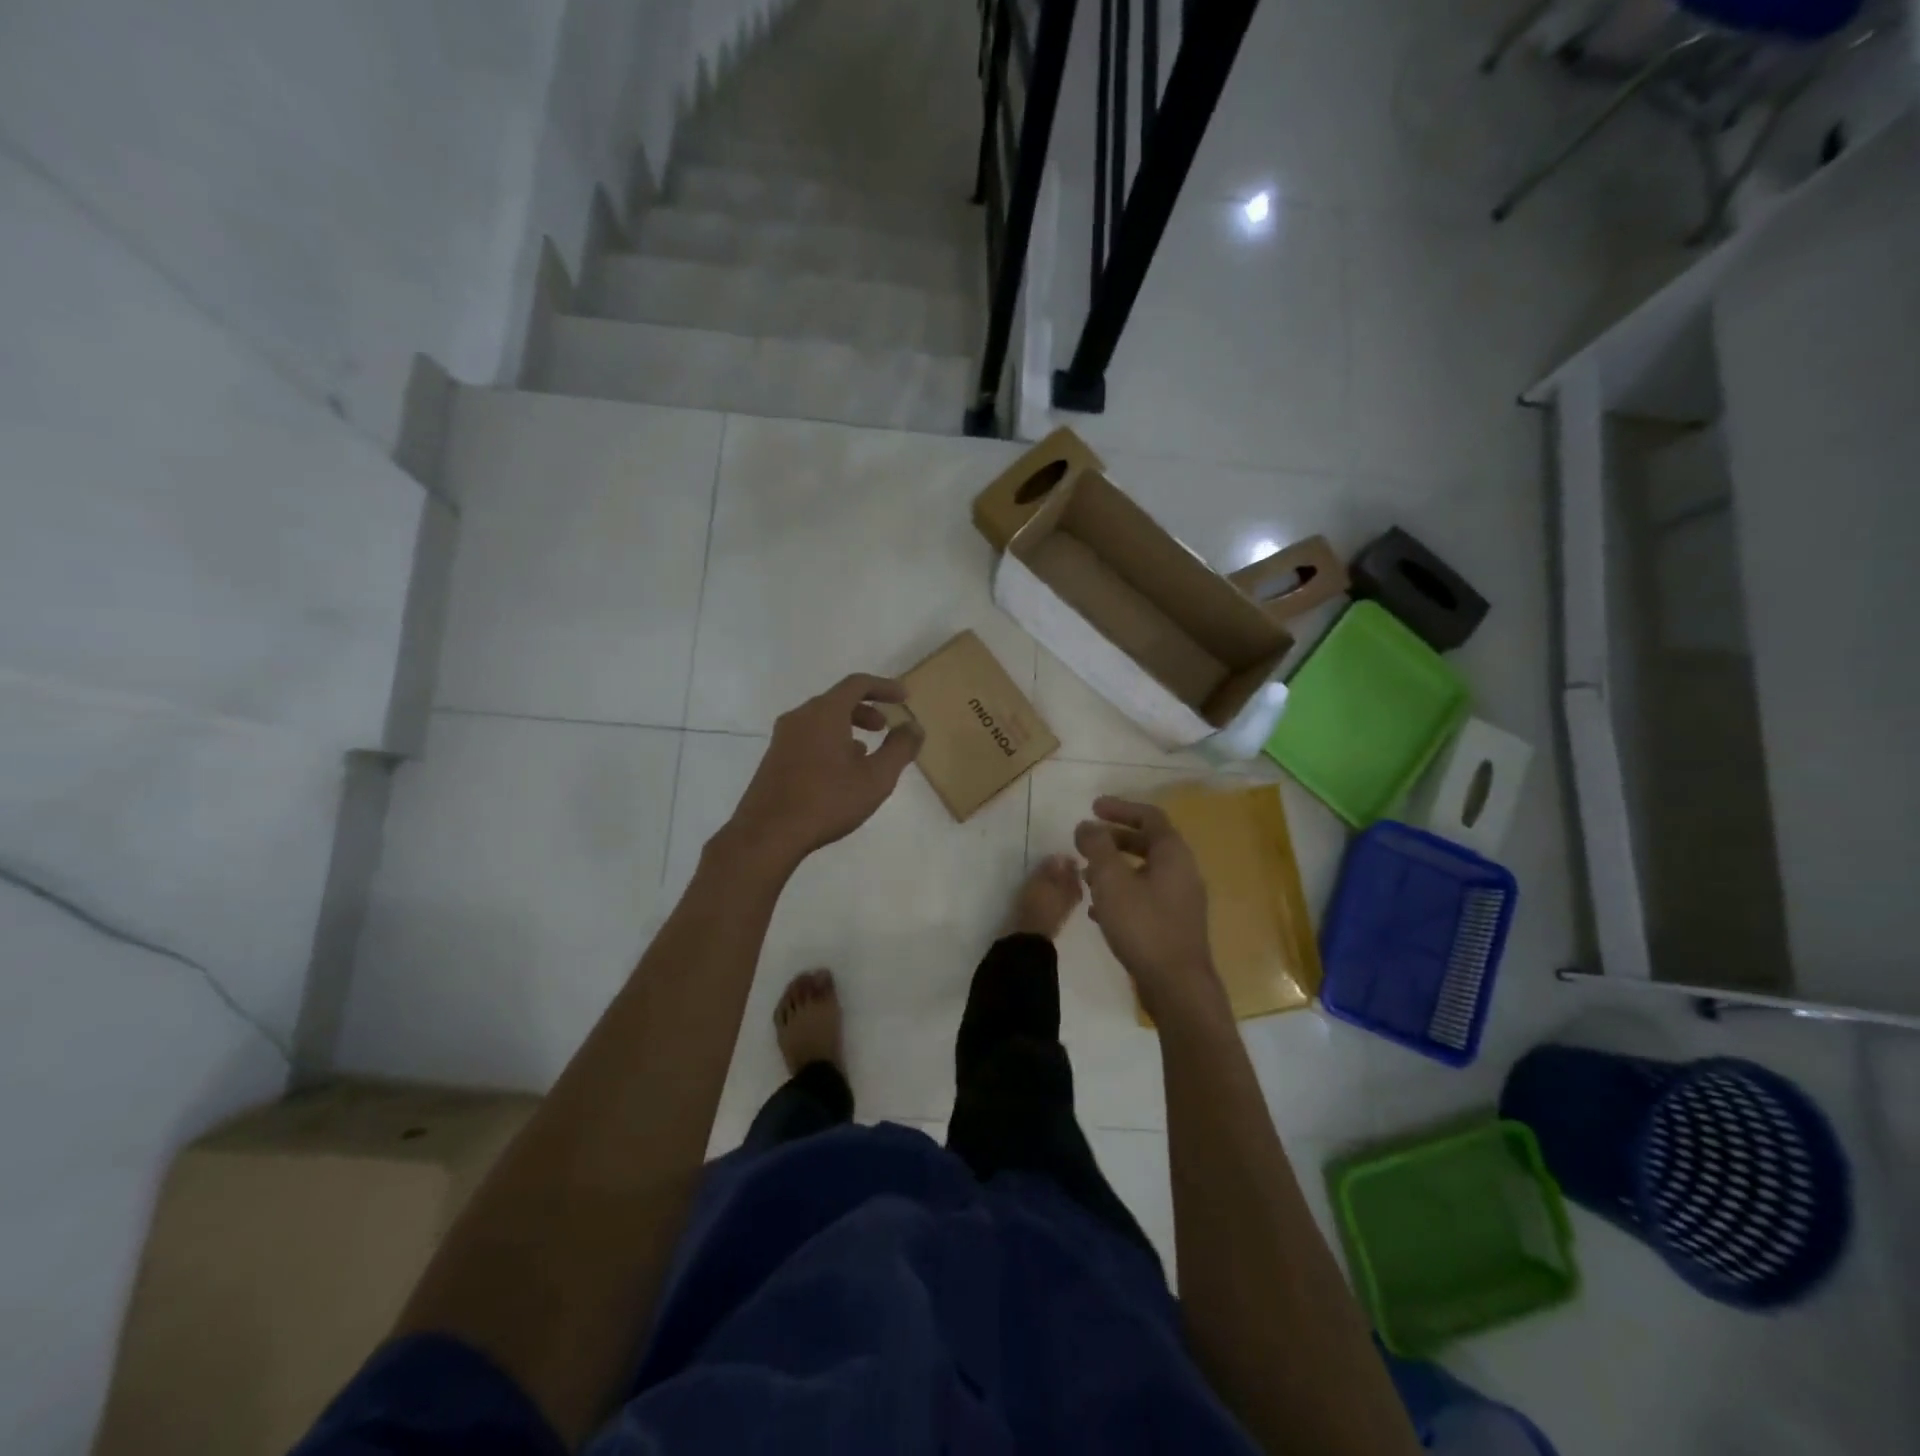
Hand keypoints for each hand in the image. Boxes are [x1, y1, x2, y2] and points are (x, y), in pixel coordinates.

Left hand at [725, 674, 922, 871]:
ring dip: (847, 727)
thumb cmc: (828, 801)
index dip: (884, 687)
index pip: (857, 684)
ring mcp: (782, 738)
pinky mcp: (774, 758)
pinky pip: (808, 737)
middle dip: (865, 709)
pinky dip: (830, 741)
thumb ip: (900, 748)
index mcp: (825, 713)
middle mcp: (800, 717)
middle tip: (884, 727)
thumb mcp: (876, 777)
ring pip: (821, 720)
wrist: (767, 834)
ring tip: (865, 751)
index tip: (904, 697)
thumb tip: (914, 726)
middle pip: (837, 700)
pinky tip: (839, 771)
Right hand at [1074, 797, 1222, 1020]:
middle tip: (1087, 840)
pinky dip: (1121, 893)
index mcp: (1173, 855)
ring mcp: (1181, 901)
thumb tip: (1086, 825)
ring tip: (1085, 874)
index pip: (1150, 816)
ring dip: (1115, 867)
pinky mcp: (1173, 925)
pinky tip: (1097, 909)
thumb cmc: (1144, 926)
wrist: (1177, 987)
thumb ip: (1097, 848)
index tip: (1093, 807)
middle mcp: (1183, 872)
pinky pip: (1145, 896)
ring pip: (1145, 872)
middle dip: (1115, 838)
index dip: (1120, 808)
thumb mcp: (1111, 881)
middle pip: (1148, 843)